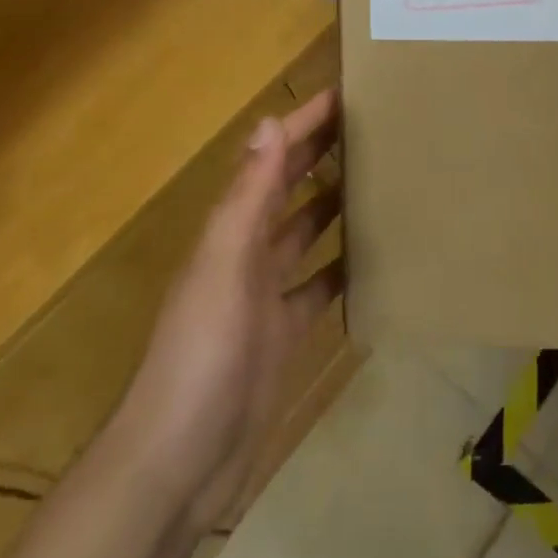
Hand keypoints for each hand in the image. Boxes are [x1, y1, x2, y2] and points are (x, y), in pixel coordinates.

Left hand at [112, 88, 342, 531]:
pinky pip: (318, 287)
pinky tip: (375, 257)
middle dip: (321, 154)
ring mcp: (264, 296)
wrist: (178, 464)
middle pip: (289, 189)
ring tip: (380, 177)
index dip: (303, 125)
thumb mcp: (225, 267)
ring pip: (306, 233)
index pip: (271, 160)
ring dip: (334, 204)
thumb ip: (248, 197)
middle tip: (372, 125)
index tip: (345, 93)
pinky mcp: (282, 334)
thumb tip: (269, 122)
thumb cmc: (201, 355)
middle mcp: (246, 254)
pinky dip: (341, 268)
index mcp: (230, 231)